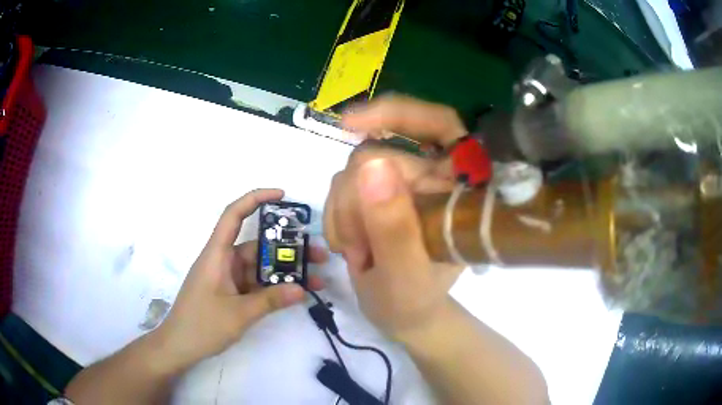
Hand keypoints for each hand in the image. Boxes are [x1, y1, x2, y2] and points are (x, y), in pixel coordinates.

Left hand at [157, 189, 327, 369]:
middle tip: (318, 255)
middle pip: (257, 245)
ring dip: (285, 272)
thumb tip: (302, 289)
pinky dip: (275, 287)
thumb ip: (270, 300)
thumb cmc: (202, 325)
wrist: (180, 346)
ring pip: (260, 267)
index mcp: (217, 254)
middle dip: (287, 248)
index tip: (282, 195)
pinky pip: (257, 284)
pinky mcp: (232, 292)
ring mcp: (228, 278)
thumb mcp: (238, 314)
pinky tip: (296, 293)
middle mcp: (223, 260)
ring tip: (316, 279)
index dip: (255, 199)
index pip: (233, 215)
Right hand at [325, 95, 466, 339]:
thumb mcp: (406, 274)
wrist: (402, 315)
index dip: (400, 114)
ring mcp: (402, 183)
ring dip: (344, 214)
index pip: (440, 125)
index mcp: (459, 187)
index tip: (351, 124)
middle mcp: (432, 175)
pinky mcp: (376, 193)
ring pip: (354, 169)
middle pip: (380, 153)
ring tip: (358, 253)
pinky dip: (336, 216)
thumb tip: (371, 166)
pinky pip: (342, 184)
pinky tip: (349, 246)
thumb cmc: (415, 301)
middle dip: (356, 202)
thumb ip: (394, 227)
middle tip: (358, 249)